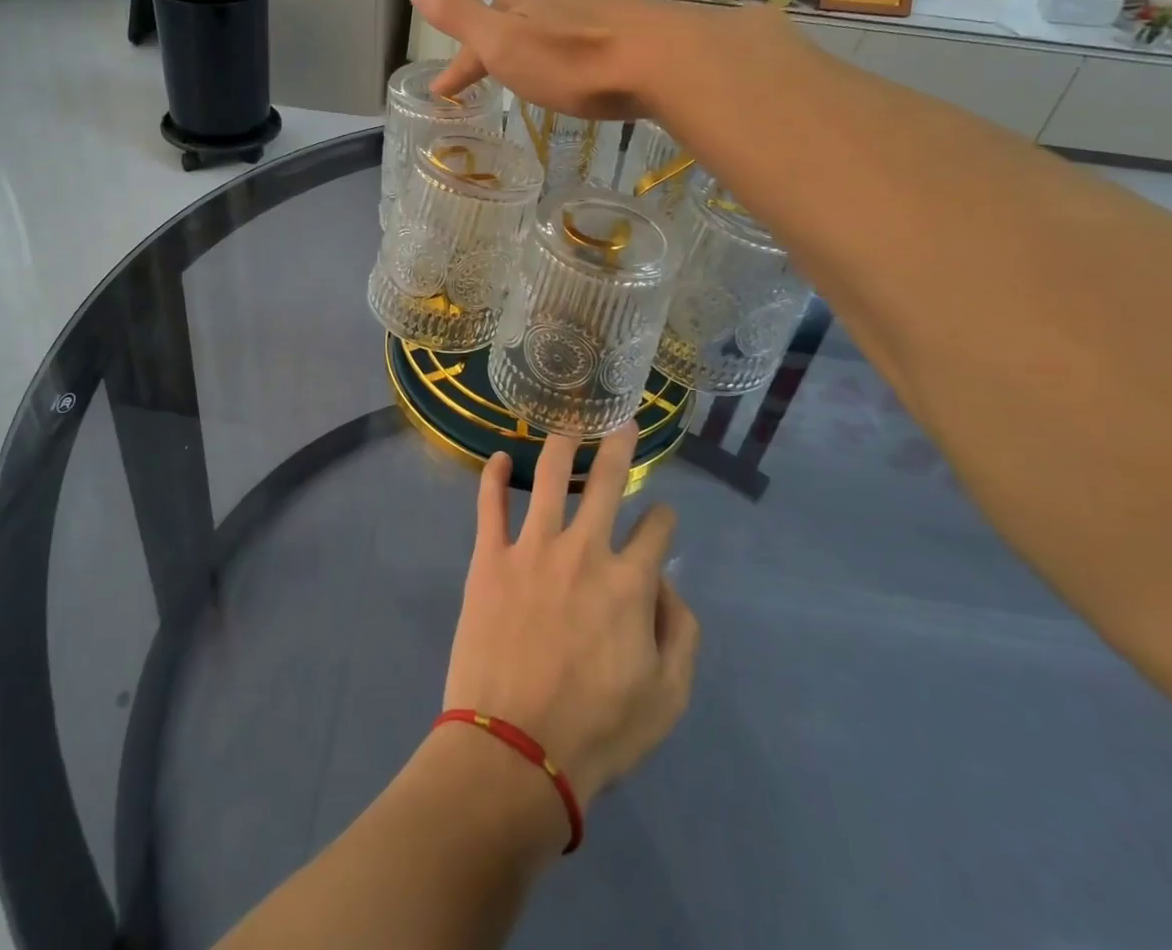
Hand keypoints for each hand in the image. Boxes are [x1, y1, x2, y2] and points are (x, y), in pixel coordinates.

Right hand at [410, 0, 717, 120]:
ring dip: (540, 40)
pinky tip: (588, 64)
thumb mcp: (505, 45)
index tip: (444, 93)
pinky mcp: (637, 22)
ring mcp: (602, 4)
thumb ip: (461, 15)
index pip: (479, 24)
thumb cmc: (577, 63)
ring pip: (557, 18)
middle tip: (494, 73)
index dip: (460, 60)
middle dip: (500, 39)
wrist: (668, 62)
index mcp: (524, 1)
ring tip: (539, 71)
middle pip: (518, 13)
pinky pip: (592, 30)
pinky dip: (576, 46)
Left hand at [441, 427, 700, 806]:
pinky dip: (494, 476)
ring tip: (568, 424)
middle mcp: (584, 550)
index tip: (661, 519)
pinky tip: (500, 456)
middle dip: (619, 447)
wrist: (515, 749)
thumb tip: (668, 586)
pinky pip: (490, 504)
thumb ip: (681, 633)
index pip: (657, 529)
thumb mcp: (668, 697)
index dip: (664, 519)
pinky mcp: (490, 557)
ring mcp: (533, 548)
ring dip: (562, 445)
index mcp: (630, 582)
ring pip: (550, 478)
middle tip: (622, 422)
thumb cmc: (597, 730)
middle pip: (606, 482)